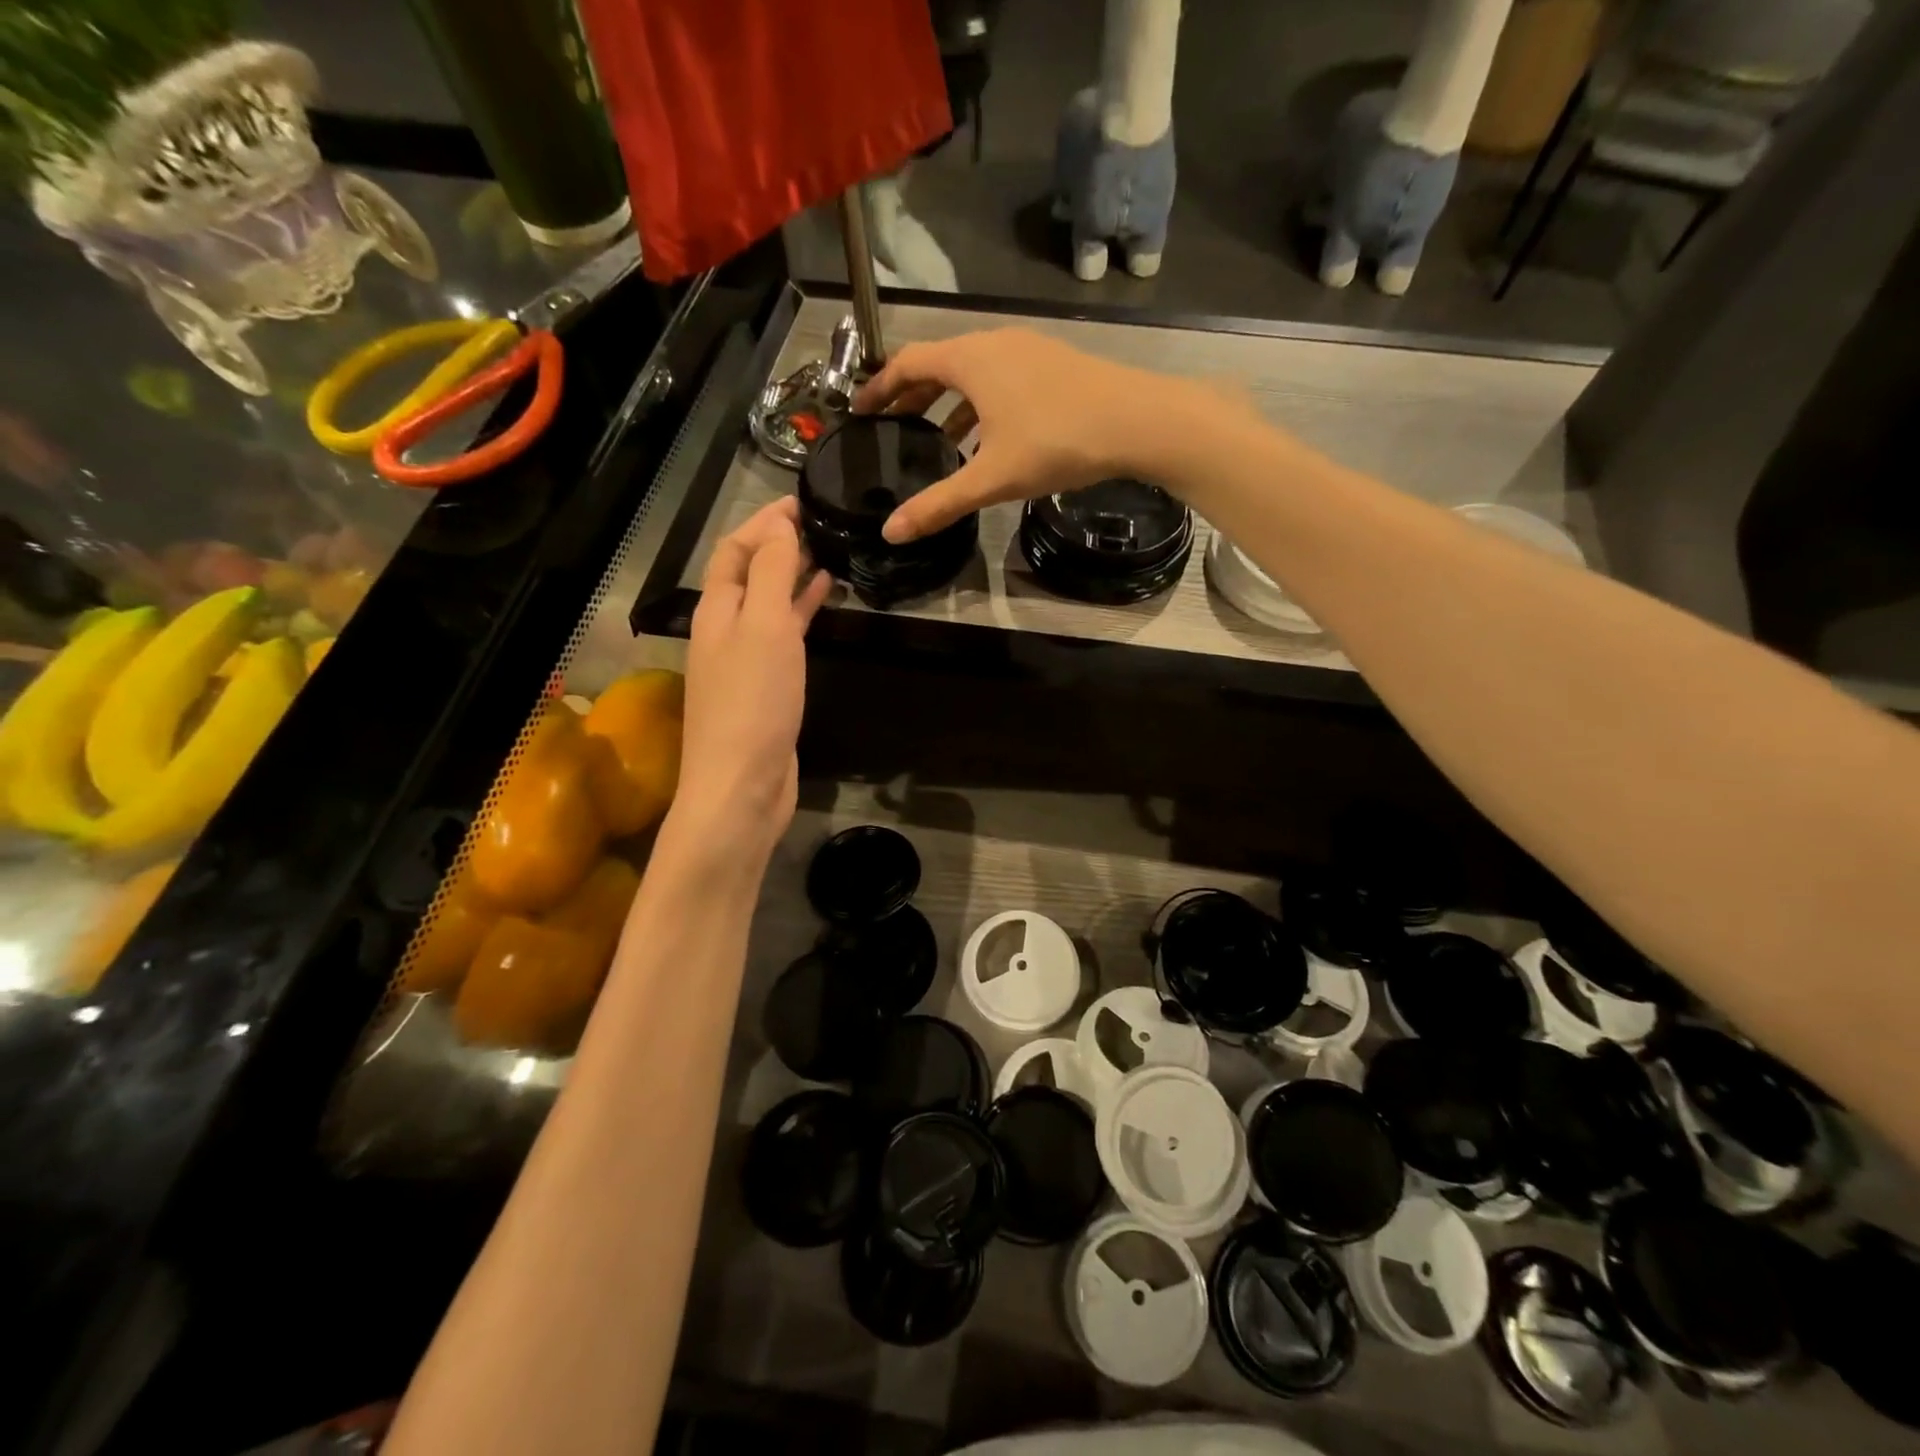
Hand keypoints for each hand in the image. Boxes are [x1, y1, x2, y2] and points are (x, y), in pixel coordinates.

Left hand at [671, 499, 831, 865]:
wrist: (742, 784)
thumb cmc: (753, 702)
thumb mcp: (764, 626)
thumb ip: (770, 573)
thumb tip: (778, 524)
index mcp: (716, 609)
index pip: (734, 550)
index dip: (763, 522)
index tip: (802, 501)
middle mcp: (725, 630)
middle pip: (747, 574)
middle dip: (778, 545)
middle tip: (821, 524)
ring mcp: (745, 660)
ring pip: (769, 604)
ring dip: (793, 577)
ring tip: (830, 554)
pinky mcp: (767, 686)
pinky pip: (784, 635)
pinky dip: (802, 613)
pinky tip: (826, 602)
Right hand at [853, 328, 1212, 542]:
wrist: (1137, 420)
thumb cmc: (1056, 442)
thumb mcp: (991, 478)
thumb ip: (940, 503)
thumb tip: (891, 532)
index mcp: (970, 361)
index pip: (908, 363)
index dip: (880, 387)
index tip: (861, 410)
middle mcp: (995, 344)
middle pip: (939, 364)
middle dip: (913, 395)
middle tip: (895, 426)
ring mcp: (1028, 350)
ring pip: (974, 372)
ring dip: (950, 402)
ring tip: (938, 439)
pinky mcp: (1054, 363)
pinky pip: (1002, 378)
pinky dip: (982, 404)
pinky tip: (990, 438)